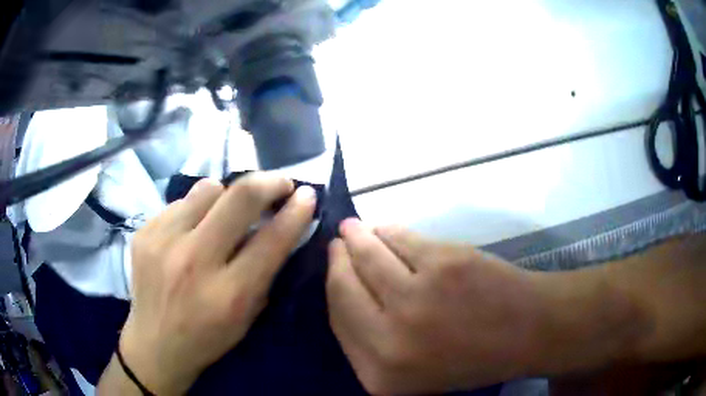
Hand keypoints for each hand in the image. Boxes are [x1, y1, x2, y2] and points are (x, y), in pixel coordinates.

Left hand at [118, 174, 316, 394]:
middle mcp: (194, 261)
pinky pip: (181, 202)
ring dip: (226, 196)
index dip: (296, 211)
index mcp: (228, 293)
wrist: (155, 343)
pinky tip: (191, 231)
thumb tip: (280, 224)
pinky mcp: (145, 231)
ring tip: (224, 213)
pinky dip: (195, 210)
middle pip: (240, 196)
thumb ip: (265, 271)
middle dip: (269, 182)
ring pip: (208, 188)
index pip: (272, 238)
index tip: (307, 194)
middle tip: (280, 183)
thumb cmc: (208, 337)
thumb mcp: (248, 316)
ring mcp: (163, 241)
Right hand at [327, 219, 545, 394]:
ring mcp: (417, 299)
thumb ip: (372, 342)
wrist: (528, 332)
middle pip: (344, 288)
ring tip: (354, 229)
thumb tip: (346, 290)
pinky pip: (400, 238)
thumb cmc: (471, 357)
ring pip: (368, 256)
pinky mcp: (443, 263)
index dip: (333, 288)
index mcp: (379, 373)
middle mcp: (390, 340)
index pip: (338, 321)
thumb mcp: (411, 371)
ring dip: (357, 237)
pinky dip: (388, 230)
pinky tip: (384, 229)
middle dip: (338, 261)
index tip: (333, 267)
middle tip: (337, 244)